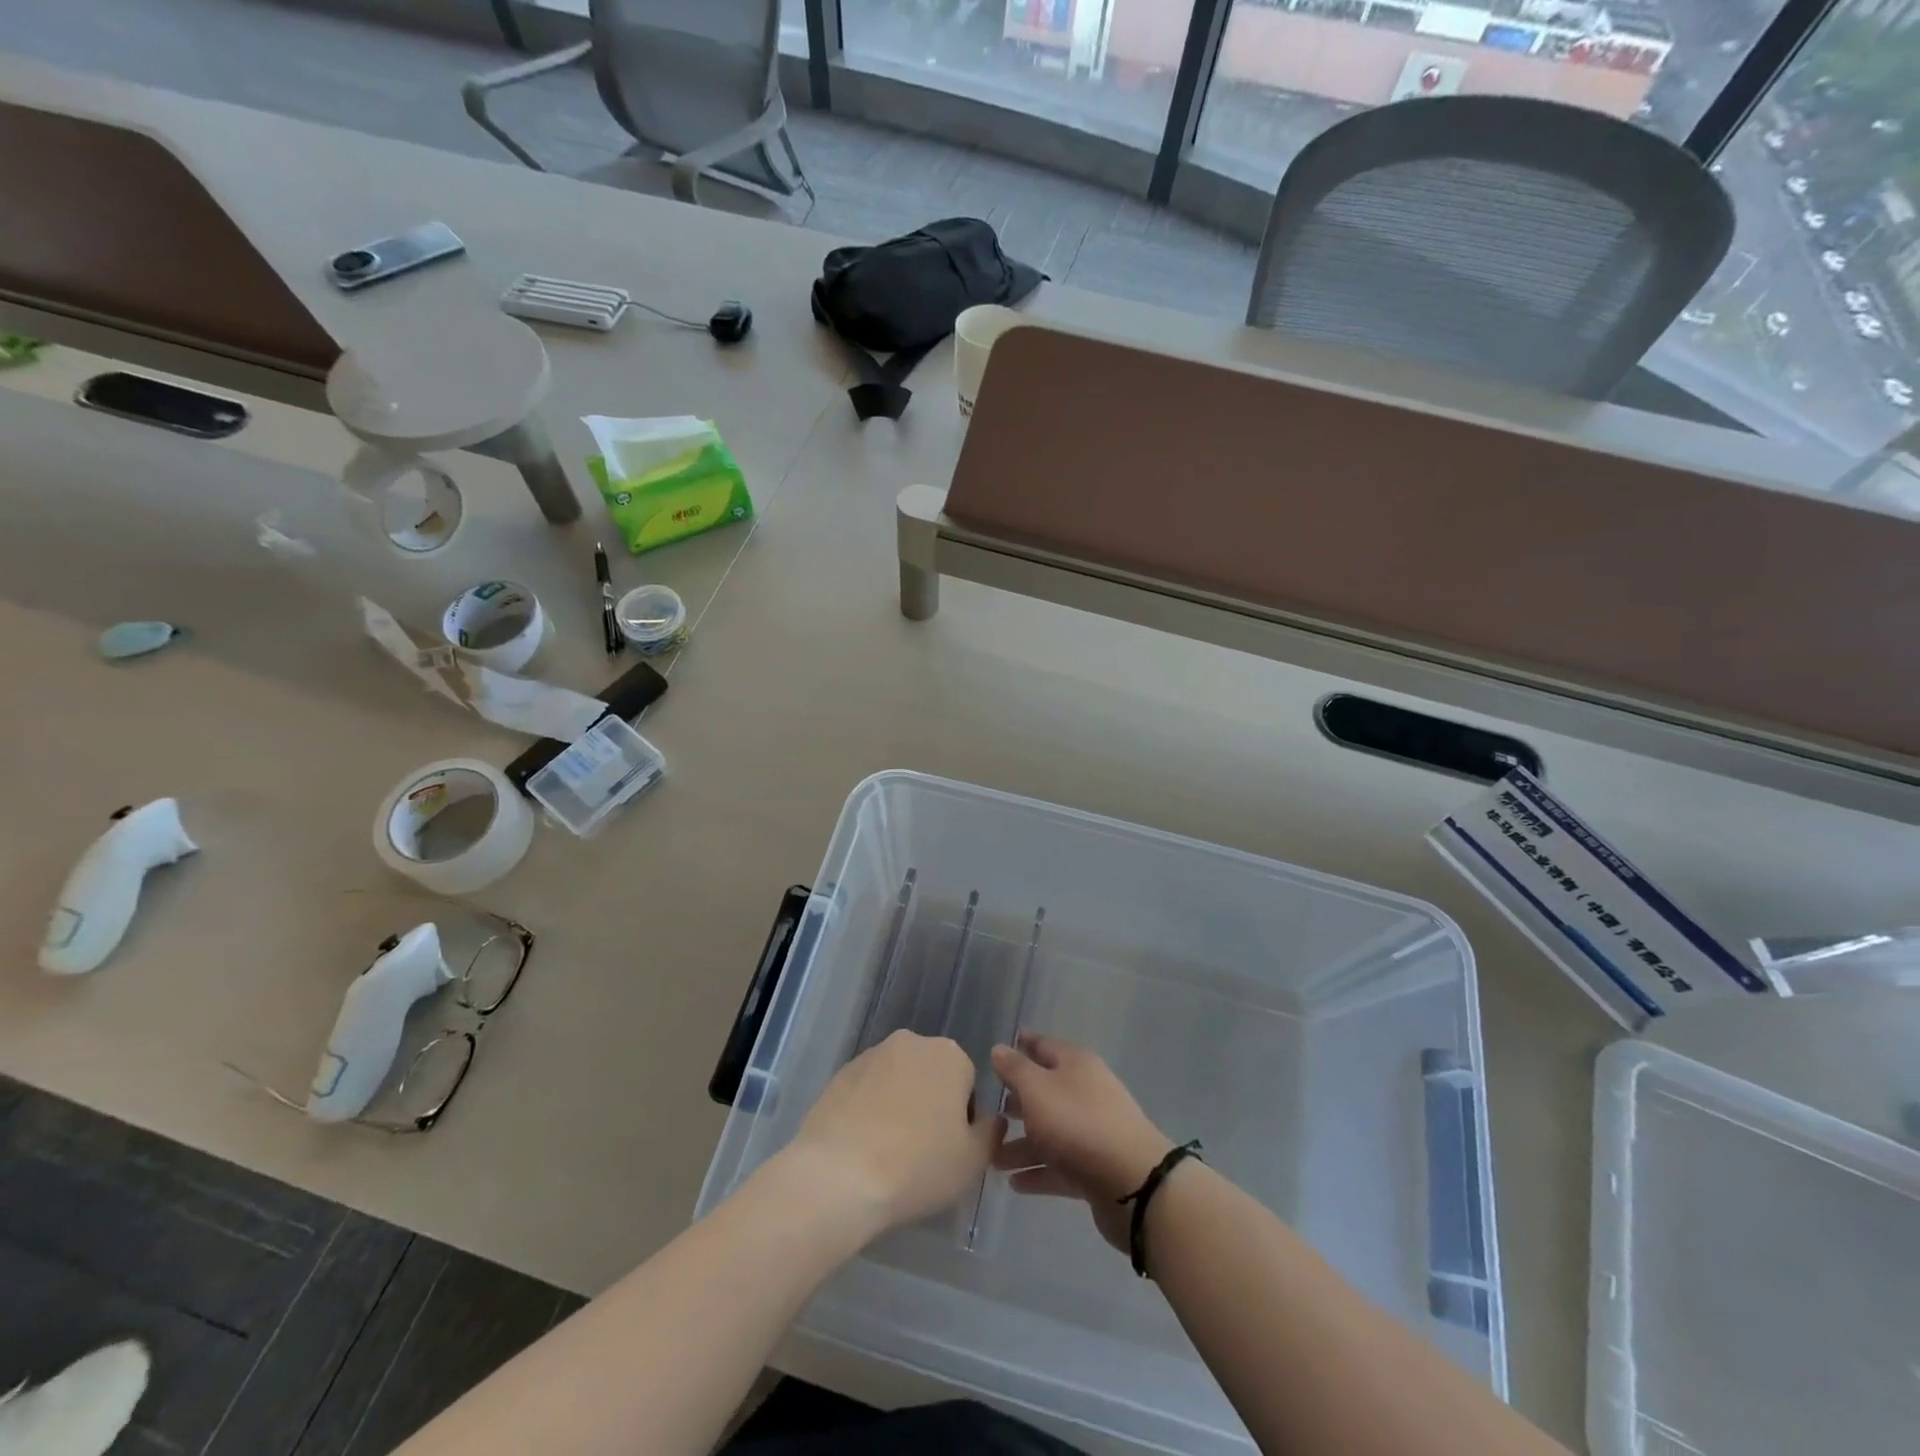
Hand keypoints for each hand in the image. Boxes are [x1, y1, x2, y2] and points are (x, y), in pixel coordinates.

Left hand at [781, 1030, 1003, 1241]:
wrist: (838, 1175)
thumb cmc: (918, 1166)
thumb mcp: (972, 1161)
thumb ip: (991, 1133)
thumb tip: (991, 1119)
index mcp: (950, 1055)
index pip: (967, 1084)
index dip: (962, 1121)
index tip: (948, 1150)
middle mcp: (912, 1042)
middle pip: (931, 1076)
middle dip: (930, 1105)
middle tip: (921, 1152)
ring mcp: (872, 1054)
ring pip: (898, 1081)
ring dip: (899, 1106)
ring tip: (888, 1152)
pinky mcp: (840, 1073)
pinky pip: (867, 1090)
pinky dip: (869, 1110)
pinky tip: (862, 1146)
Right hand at [990, 1032, 1173, 1252]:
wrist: (1132, 1183)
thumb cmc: (1077, 1124)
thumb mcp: (1037, 1089)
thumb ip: (1015, 1069)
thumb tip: (1000, 1049)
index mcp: (1076, 1065)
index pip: (1044, 1046)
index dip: (1022, 1045)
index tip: (999, 1049)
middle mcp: (1085, 1092)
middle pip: (1046, 1091)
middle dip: (1018, 1100)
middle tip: (990, 1111)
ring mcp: (1092, 1131)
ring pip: (1050, 1132)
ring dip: (1022, 1145)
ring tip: (993, 1159)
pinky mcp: (1095, 1168)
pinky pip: (1060, 1165)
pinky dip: (1038, 1171)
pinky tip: (1014, 1183)